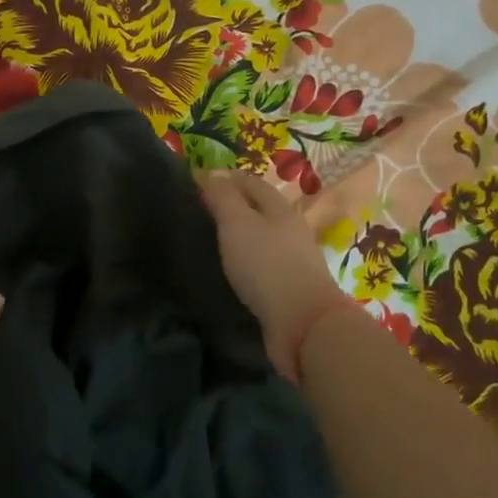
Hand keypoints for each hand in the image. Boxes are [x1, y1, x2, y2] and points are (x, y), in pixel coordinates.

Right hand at [197, 171, 355, 382]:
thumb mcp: (238, 223)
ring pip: (260, 236)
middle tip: (196, 212)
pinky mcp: (288, 287)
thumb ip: (223, 197)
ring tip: (207, 240)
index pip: (249, 181)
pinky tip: (228, 269)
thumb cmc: (267, 266)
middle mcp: (289, 229)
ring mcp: (292, 259)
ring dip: (237, 235)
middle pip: (257, 208)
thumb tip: (210, 172)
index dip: (223, 178)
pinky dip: (243, 260)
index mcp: (279, 208)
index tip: (193, 184)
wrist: (303, 324)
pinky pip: (261, 264)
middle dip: (230, 205)